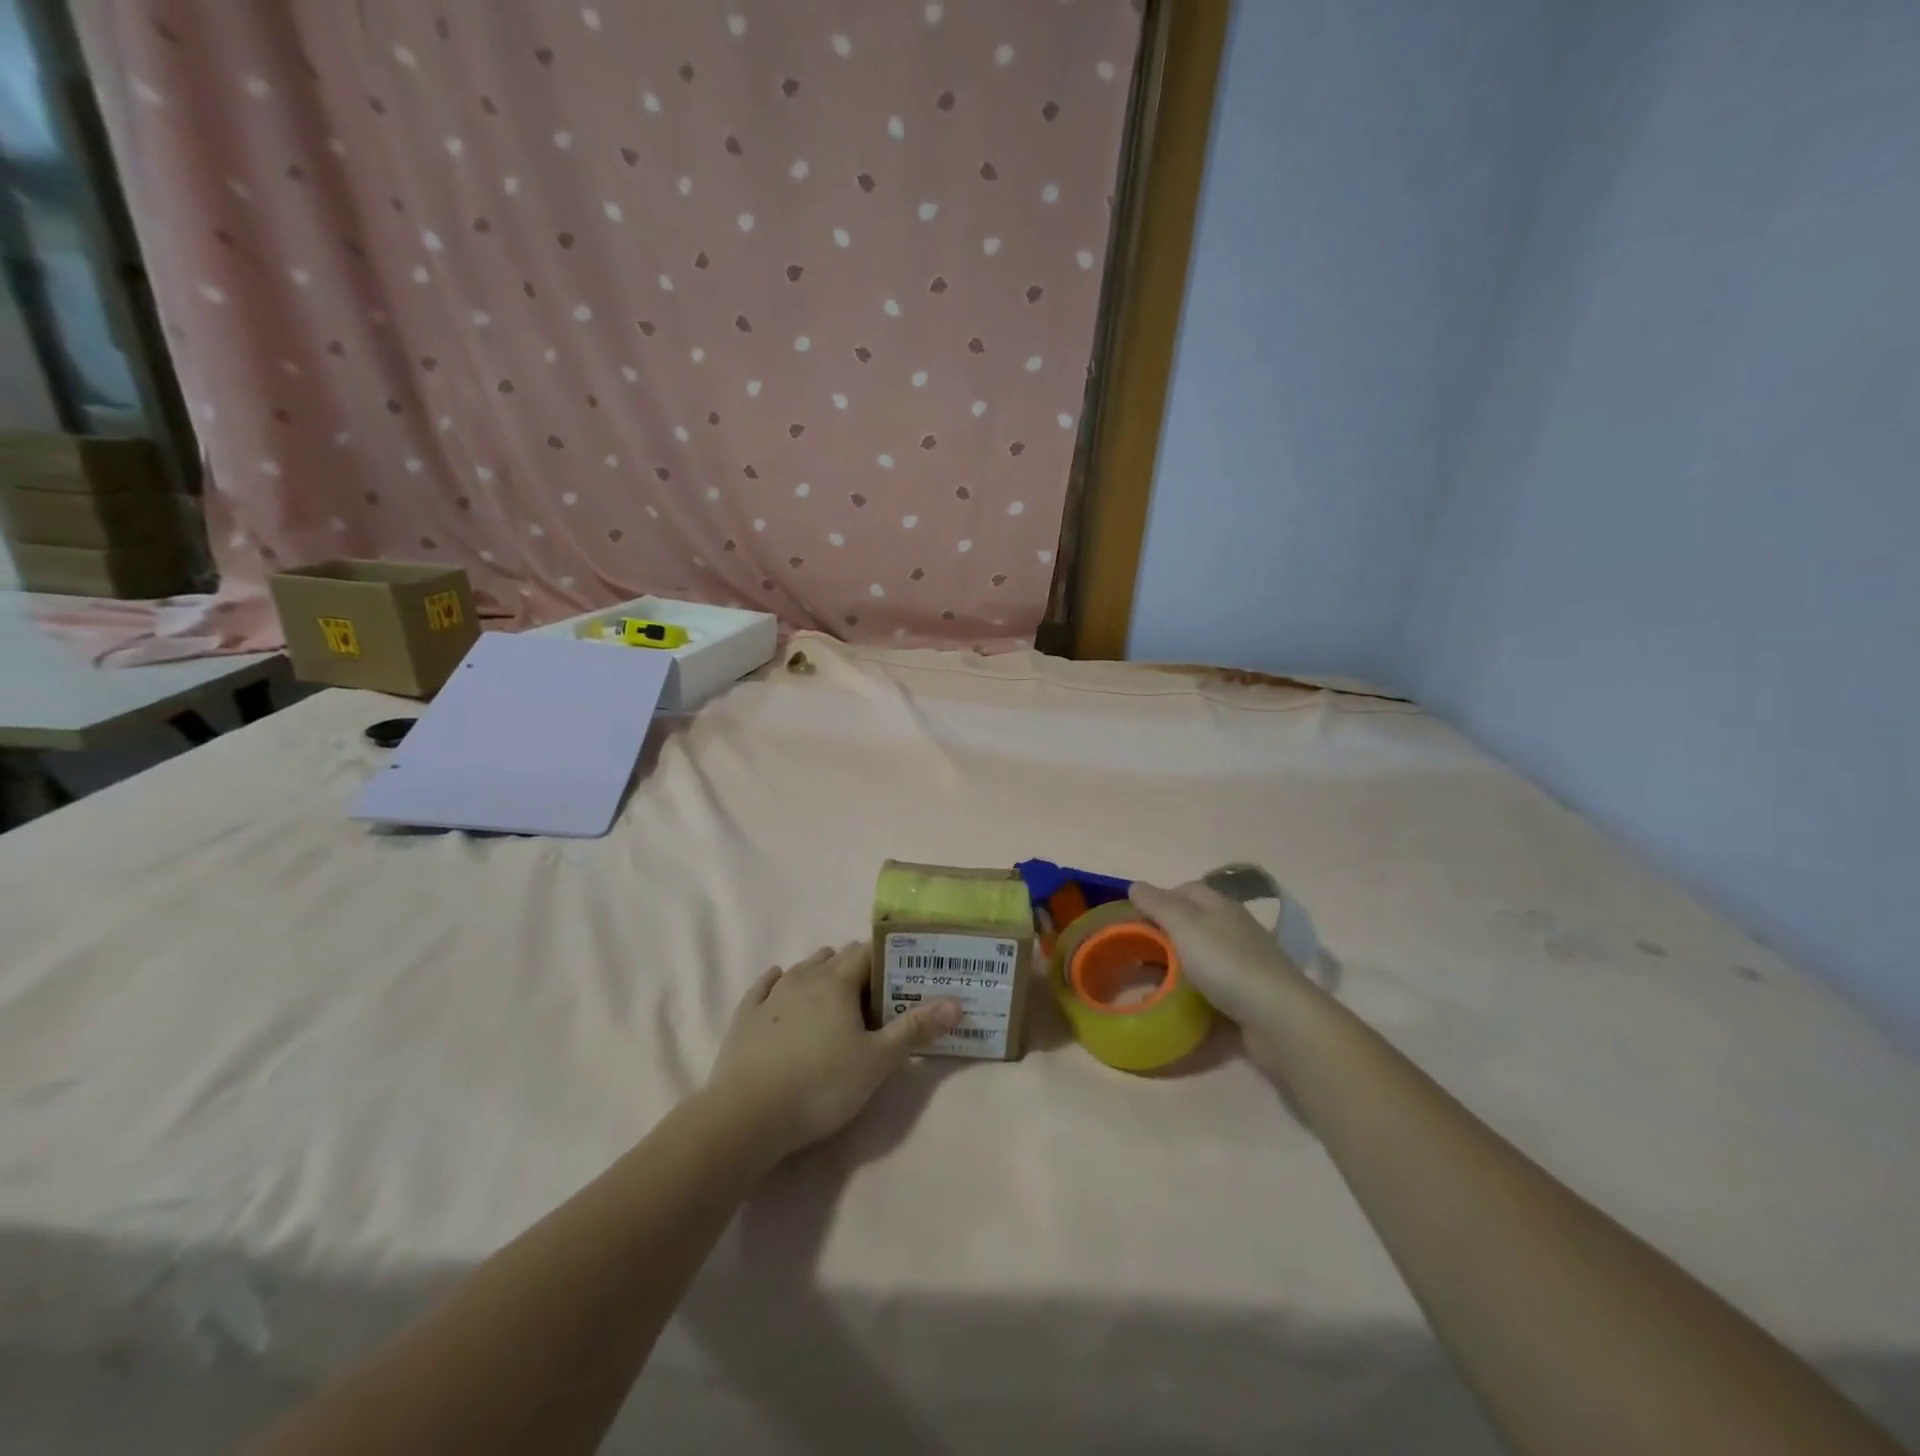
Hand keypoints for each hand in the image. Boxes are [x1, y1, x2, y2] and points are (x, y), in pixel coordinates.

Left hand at [704, 943, 960, 1163]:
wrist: (746, 1117)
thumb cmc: (820, 1086)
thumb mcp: (877, 1062)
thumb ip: (916, 1029)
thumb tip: (956, 1002)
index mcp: (837, 982)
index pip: (867, 952)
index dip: (887, 961)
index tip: (903, 978)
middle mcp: (803, 978)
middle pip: (835, 957)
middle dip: (857, 969)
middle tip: (875, 996)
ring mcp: (770, 996)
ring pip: (801, 969)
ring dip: (821, 973)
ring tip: (836, 996)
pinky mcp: (745, 1017)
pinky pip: (764, 987)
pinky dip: (778, 983)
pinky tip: (779, 983)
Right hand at [1129, 881, 1311, 1076]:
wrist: (1279, 1019)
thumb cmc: (1227, 964)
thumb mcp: (1185, 926)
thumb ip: (1159, 905)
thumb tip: (1136, 886)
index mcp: (1221, 906)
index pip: (1184, 889)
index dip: (1157, 898)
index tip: (1132, 919)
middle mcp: (1234, 928)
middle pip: (1193, 920)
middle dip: (1165, 930)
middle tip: (1137, 948)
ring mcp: (1244, 960)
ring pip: (1202, 951)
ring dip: (1178, 959)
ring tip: (1153, 975)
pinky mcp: (1248, 992)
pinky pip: (1213, 980)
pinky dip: (1194, 985)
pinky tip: (1181, 998)